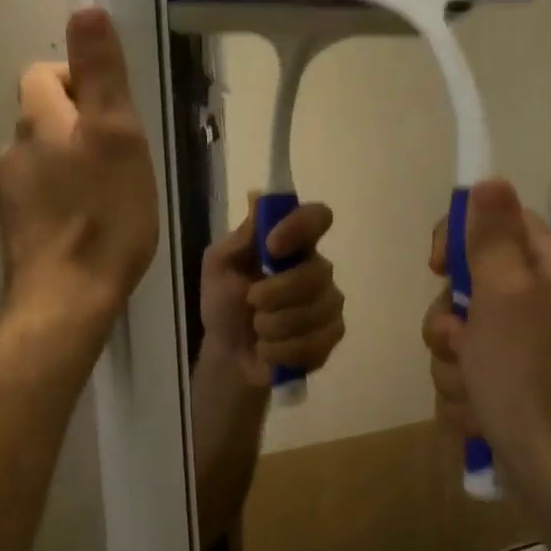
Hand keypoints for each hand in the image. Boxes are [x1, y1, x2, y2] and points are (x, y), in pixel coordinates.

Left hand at [0, 7, 158, 331]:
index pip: (43, 74)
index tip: (114, 111)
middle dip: (79, 125)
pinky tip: (92, 225)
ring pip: (44, 160)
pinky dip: (66, 199)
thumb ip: (101, 72)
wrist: (67, 299)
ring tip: (112, 193)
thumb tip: (85, 7)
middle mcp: (13, 151)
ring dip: (73, 164)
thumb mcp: (116, 135)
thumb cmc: (103, 214)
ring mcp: (11, 196)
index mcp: (37, 122)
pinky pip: (44, 198)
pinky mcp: (19, 233)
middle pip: (43, 118)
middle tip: (123, 155)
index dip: (78, 79)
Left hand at [200, 198, 344, 388]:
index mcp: (292, 243)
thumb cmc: (224, 304)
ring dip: (274, 325)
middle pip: (317, 272)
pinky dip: (282, 350)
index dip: (299, 227)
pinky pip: (315, 341)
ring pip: (315, 311)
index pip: (317, 217)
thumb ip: (241, 237)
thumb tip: (258, 196)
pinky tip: (269, 350)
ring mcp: (329, 303)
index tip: (272, 247)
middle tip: (251, 302)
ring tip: (258, 329)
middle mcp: (317, 268)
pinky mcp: (331, 336)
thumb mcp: (219, 266)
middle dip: (276, 293)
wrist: (228, 355)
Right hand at [421, 180, 550, 479]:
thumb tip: (489, 178)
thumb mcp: (505, 295)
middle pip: (463, 286)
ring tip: (477, 390)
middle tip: (463, 344)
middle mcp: (537, 300)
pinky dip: (464, 396)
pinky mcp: (508, 385)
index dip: (456, 240)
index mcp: (546, 267)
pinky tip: (482, 415)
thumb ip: (491, 237)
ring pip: (455, 336)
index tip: (438, 267)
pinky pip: (463, 375)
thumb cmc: (530, 376)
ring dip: (452, 366)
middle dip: (448, 322)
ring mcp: (522, 347)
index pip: (492, 222)